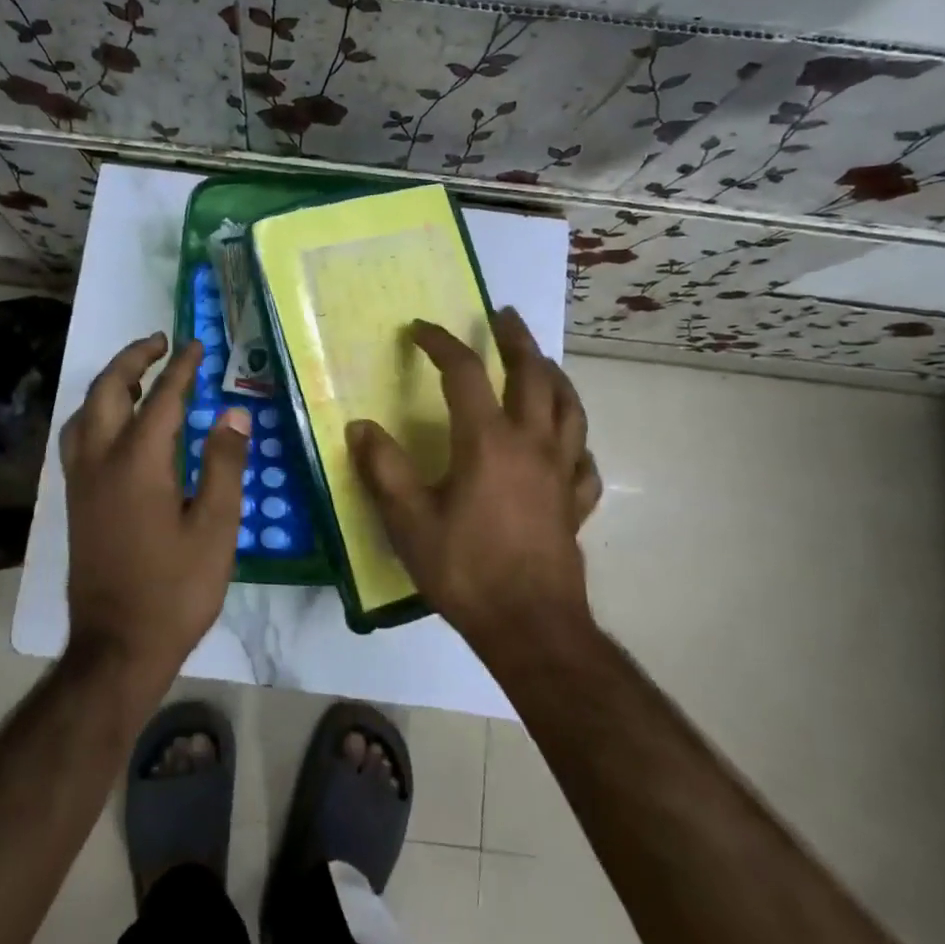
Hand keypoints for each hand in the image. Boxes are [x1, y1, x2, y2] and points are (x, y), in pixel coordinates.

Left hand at [61, 332, 250, 685]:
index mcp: (139, 462)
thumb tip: (233, 413)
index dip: (182, 369)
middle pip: (108, 390)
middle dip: (134, 359)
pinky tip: (114, 424)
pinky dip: (95, 412)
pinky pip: (78, 436)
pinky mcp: (74, 501)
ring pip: (85, 411)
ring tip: (138, 376)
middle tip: (160, 343)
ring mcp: (81, 481)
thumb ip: (225, 464)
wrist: (117, 646)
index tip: (196, 345)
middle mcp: (101, 460)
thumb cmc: (176, 589)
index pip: (163, 398)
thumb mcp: (217, 528)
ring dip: (110, 383)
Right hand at [346, 307, 600, 655]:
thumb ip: (384, 469)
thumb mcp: (408, 521)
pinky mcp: (575, 502)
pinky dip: (575, 441)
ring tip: (541, 362)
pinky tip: (568, 444)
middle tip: (503, 315)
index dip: (440, 343)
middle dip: (516, 339)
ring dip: (554, 376)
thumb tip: (360, 427)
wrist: (530, 627)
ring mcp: (561, 472)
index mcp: (487, 441)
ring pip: (569, 408)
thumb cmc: (465, 570)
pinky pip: (584, 459)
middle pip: (533, 375)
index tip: (419, 330)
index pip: (464, 372)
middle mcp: (531, 443)